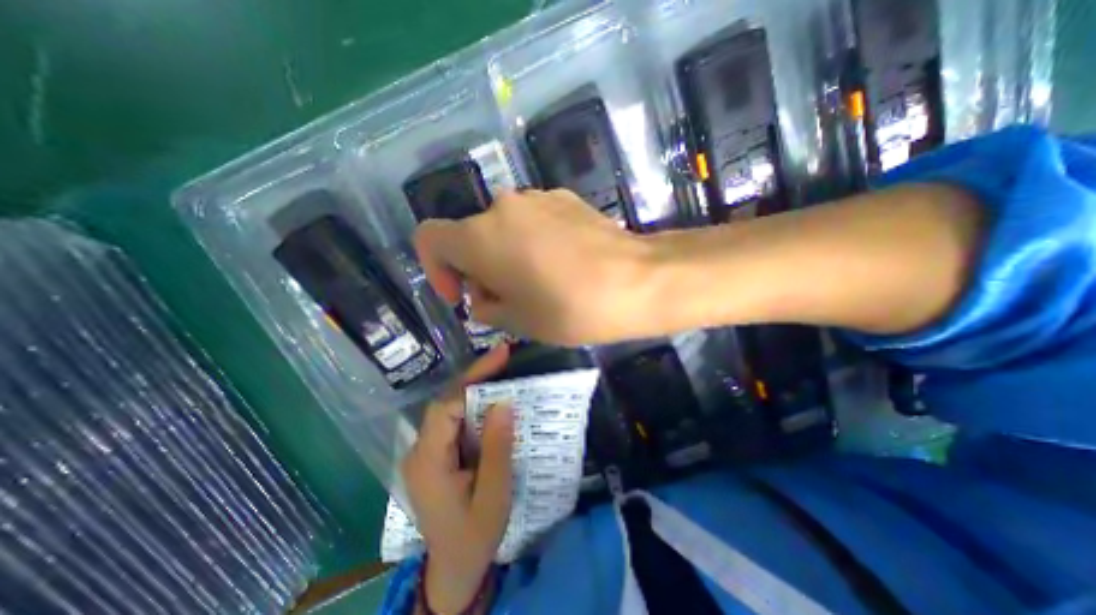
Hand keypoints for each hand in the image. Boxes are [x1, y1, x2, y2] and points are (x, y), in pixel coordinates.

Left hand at [401, 344, 516, 612]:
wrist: (454, 568)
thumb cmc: (475, 536)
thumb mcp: (493, 496)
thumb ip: (497, 448)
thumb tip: (503, 403)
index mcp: (428, 462)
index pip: (446, 408)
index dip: (472, 380)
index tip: (500, 358)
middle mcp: (420, 451)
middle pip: (446, 402)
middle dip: (475, 377)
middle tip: (504, 357)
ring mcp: (425, 452)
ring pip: (449, 409)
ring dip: (475, 388)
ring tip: (502, 371)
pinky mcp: (435, 454)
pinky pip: (454, 421)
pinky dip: (473, 405)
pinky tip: (491, 399)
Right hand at [415, 188, 653, 345]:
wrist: (638, 281)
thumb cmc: (571, 308)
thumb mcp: (517, 321)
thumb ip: (486, 307)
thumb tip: (483, 297)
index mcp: (480, 236)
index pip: (429, 237)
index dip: (435, 268)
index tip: (462, 295)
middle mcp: (503, 206)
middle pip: (471, 234)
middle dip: (479, 268)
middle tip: (505, 299)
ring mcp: (538, 197)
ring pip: (504, 227)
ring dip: (506, 254)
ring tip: (537, 283)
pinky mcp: (566, 198)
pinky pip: (533, 220)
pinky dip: (533, 242)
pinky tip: (561, 264)